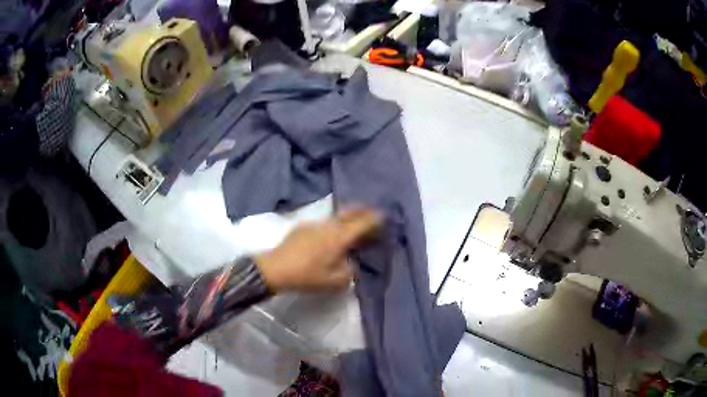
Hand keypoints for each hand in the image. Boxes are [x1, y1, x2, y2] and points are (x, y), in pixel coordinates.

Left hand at [255, 208, 381, 291]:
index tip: (384, 215)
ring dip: (347, 216)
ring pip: (336, 216)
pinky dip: (333, 223)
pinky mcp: (302, 226)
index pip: (362, 223)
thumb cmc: (307, 276)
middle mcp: (328, 225)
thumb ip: (349, 271)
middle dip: (362, 209)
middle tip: (372, 210)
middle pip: (349, 212)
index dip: (375, 219)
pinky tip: (330, 232)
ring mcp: (314, 224)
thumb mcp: (334, 281)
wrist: (275, 268)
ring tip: (353, 221)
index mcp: (339, 237)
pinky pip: (324, 222)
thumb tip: (352, 263)